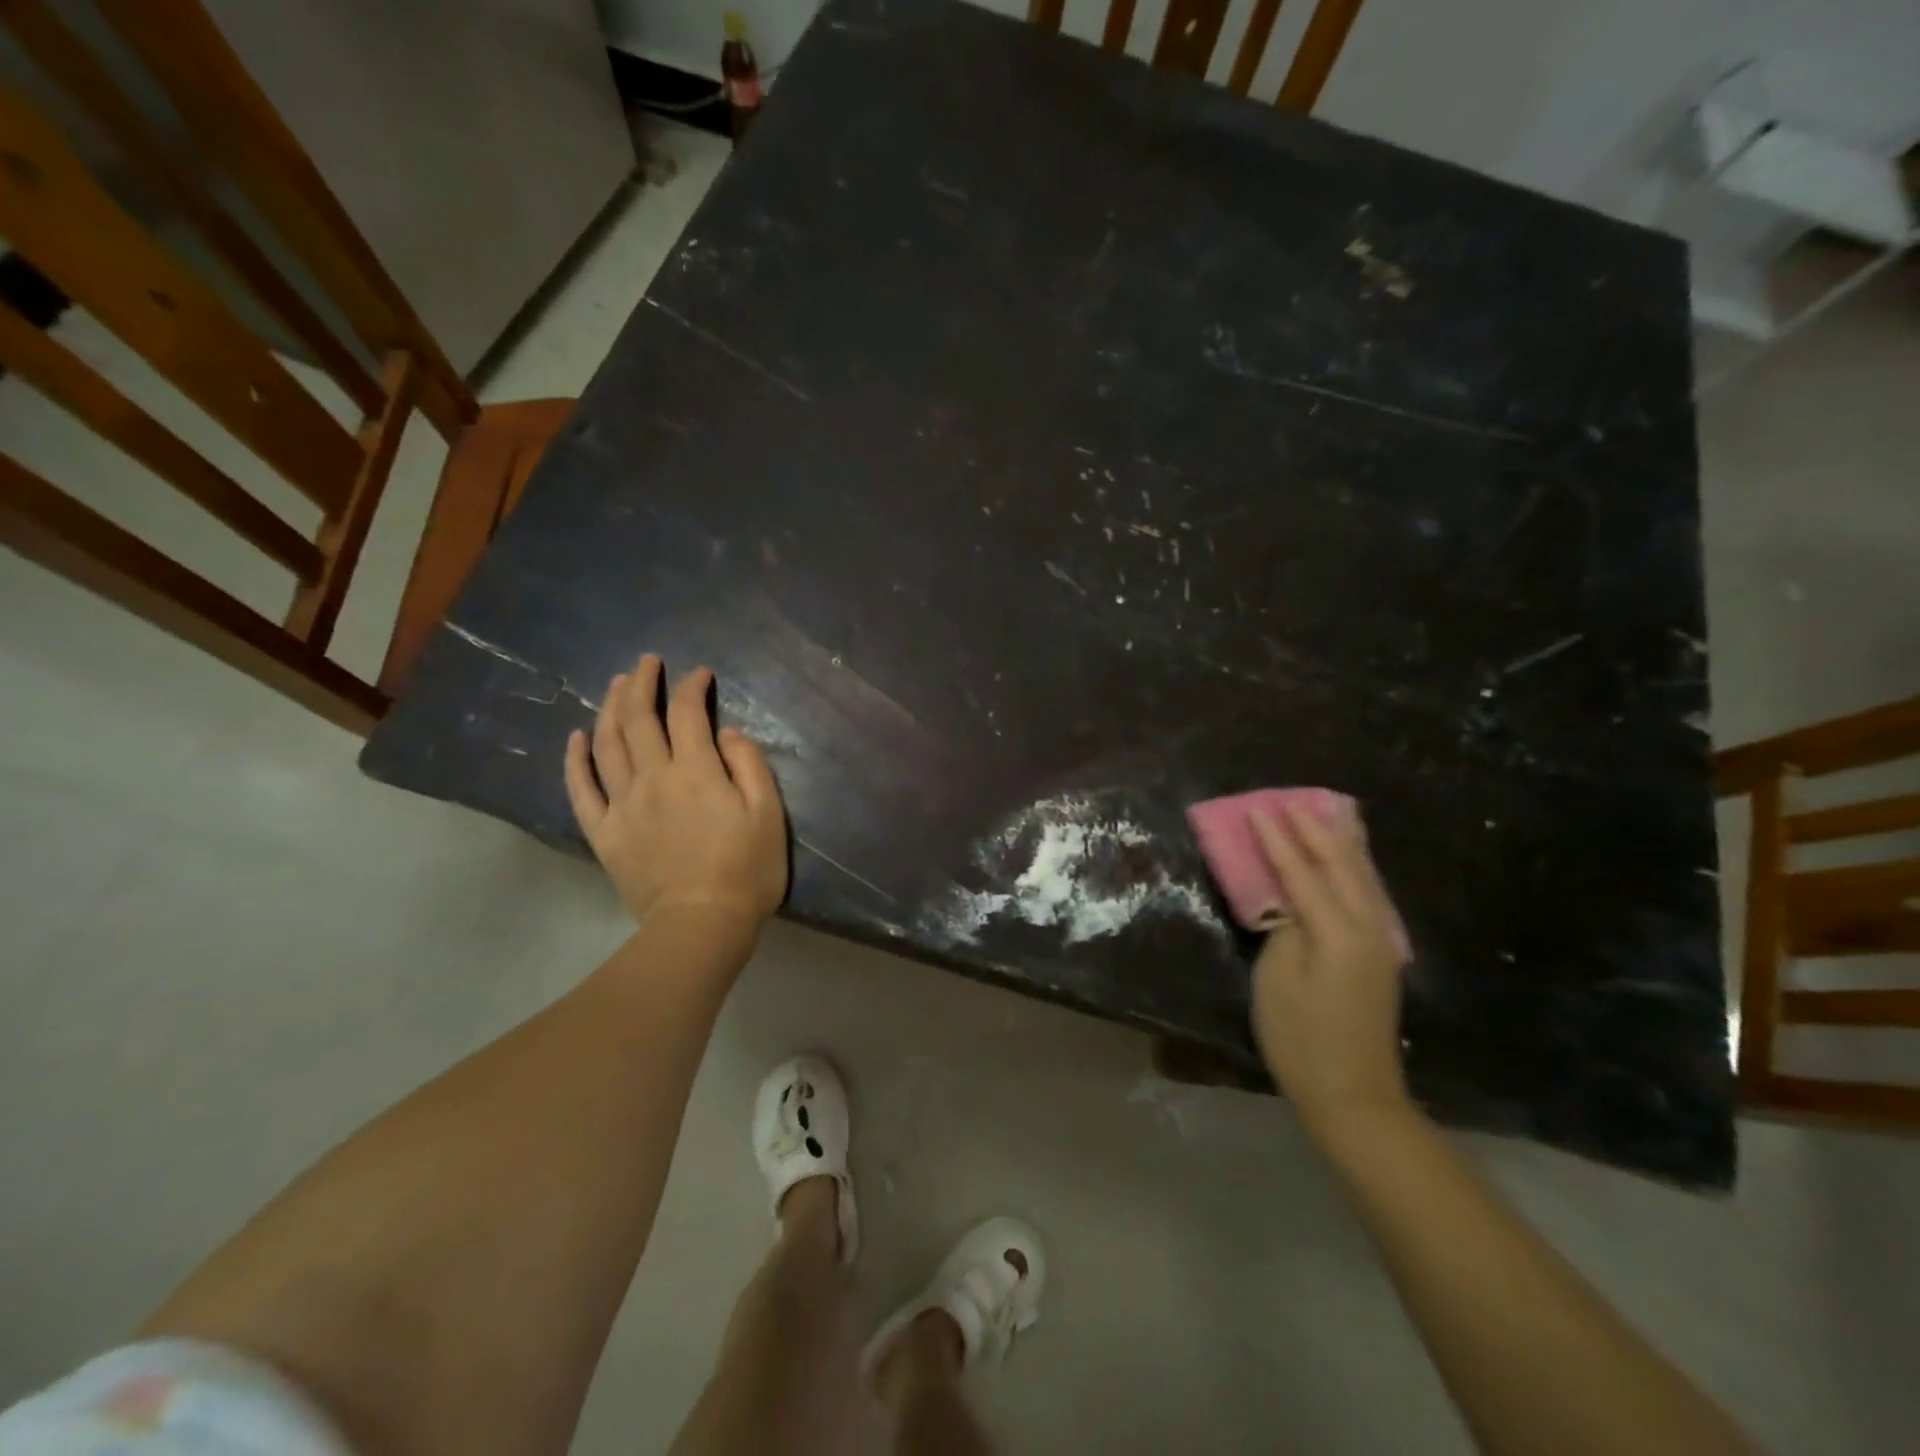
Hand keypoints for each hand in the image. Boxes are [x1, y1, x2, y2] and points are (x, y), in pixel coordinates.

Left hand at [564, 654, 787, 927]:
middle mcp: (653, 778)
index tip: (700, 675)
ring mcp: (622, 805)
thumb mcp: (768, 814)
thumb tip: (728, 733)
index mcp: (696, 771)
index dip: (692, 687)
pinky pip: (581, 789)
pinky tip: (577, 737)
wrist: (701, 925)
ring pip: (606, 744)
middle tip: (647, 662)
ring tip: (615, 684)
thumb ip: (749, 766)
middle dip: (642, 683)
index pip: (688, 713)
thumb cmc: (746, 870)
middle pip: (638, 719)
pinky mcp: (604, 832)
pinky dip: (576, 759)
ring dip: (609, 707)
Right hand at [1249, 794, 1411, 1138]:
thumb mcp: (1277, 978)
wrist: (1352, 1093)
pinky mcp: (1380, 955)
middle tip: (1292, 800)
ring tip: (1329, 811)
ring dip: (1342, 842)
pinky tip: (1350, 859)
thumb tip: (1290, 900)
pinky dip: (1355, 867)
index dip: (1277, 839)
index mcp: (1338, 931)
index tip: (1258, 809)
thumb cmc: (1300, 1037)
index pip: (1302, 871)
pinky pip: (1368, 894)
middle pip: (1341, 865)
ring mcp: (1380, 941)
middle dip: (1315, 829)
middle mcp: (1367, 927)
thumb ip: (1284, 927)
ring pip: (1362, 876)